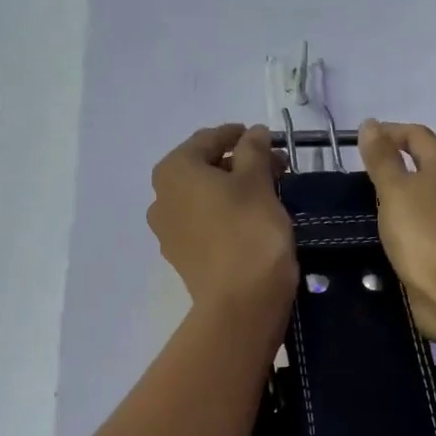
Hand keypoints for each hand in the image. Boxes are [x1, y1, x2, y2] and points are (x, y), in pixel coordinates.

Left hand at [147, 124, 296, 329]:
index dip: (239, 135)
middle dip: (239, 163)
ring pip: (204, 197)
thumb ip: (254, 150)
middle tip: (275, 167)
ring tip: (267, 193)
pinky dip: (225, 215)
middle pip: (203, 168)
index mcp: (174, 170)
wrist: (241, 301)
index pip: (209, 139)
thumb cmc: (249, 230)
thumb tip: (254, 133)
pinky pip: (204, 223)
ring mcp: (168, 231)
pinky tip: (251, 220)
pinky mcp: (183, 257)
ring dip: (233, 190)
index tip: (266, 139)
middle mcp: (161, 197)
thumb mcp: (257, 180)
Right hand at [357, 119, 435, 347]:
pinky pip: (424, 225)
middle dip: (397, 164)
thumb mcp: (394, 189)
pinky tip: (387, 234)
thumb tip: (370, 124)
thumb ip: (381, 158)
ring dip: (401, 196)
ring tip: (368, 204)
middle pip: (426, 164)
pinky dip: (406, 223)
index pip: (417, 135)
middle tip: (362, 174)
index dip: (390, 132)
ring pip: (426, 197)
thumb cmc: (422, 230)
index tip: (361, 141)